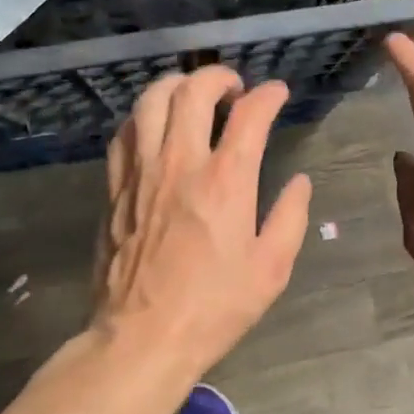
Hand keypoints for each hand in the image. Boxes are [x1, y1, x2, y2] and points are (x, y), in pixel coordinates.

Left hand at [92, 67, 311, 381]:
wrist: (142, 338)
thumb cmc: (214, 306)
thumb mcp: (271, 269)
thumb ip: (290, 217)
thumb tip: (299, 181)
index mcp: (226, 181)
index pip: (250, 115)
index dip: (268, 95)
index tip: (277, 93)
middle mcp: (180, 163)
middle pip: (193, 91)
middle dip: (218, 76)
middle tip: (234, 88)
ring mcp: (141, 172)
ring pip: (150, 101)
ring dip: (176, 85)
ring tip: (192, 95)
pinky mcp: (115, 187)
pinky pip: (124, 132)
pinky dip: (143, 116)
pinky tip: (154, 125)